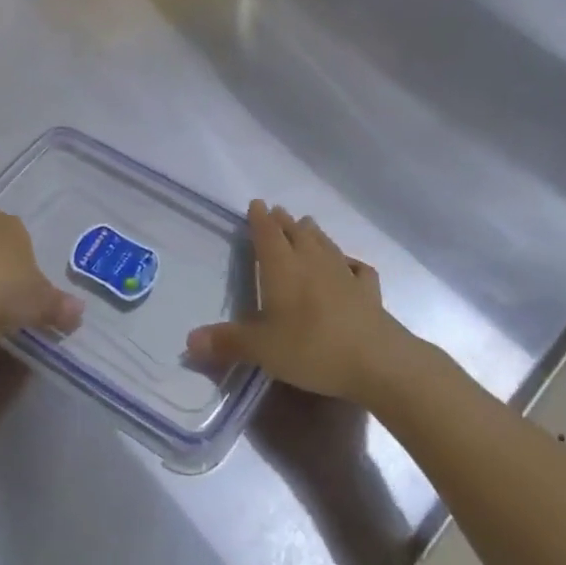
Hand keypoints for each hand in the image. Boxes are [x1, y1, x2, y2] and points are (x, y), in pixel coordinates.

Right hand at [186, 201, 410, 402]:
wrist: (377, 361)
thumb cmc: (311, 348)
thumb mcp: (262, 349)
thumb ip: (228, 342)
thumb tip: (188, 340)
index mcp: (282, 268)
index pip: (267, 235)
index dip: (260, 219)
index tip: (257, 203)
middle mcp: (312, 262)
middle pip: (296, 233)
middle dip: (284, 222)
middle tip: (278, 211)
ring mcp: (344, 274)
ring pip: (325, 244)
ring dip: (314, 233)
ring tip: (307, 225)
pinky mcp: (368, 292)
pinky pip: (357, 269)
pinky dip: (350, 264)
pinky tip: (350, 266)